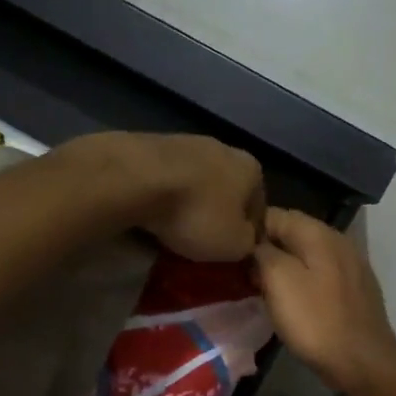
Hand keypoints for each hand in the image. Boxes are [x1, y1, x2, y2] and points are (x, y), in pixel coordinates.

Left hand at [72, 132, 264, 261]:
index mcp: (252, 170)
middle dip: (217, 215)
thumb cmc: (196, 213)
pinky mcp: (153, 144)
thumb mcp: (234, 245)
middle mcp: (225, 148)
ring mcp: (187, 142)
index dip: (248, 235)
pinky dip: (165, 195)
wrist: (136, 178)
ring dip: (190, 203)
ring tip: (174, 229)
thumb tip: (245, 240)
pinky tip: (153, 212)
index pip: (259, 208)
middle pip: (227, 191)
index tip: (232, 253)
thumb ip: (248, 244)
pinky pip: (167, 178)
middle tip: (203, 242)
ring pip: (196, 183)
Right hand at [252, 208, 395, 394]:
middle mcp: (339, 242)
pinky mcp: (355, 291)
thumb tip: (255, 244)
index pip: (276, 214)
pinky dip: (303, 282)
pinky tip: (291, 301)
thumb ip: (263, 253)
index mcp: (320, 233)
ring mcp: (351, 266)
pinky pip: (321, 276)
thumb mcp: (279, 281)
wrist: (362, 361)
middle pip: (293, 234)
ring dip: (284, 267)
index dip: (250, 228)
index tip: (229, 248)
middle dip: (267, 248)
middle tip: (241, 270)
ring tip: (261, 286)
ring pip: (307, 257)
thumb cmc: (316, 321)